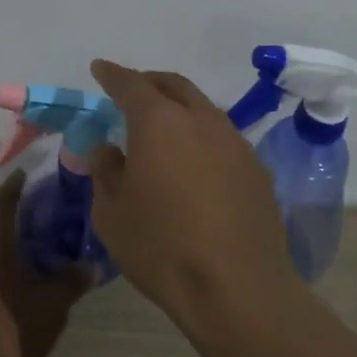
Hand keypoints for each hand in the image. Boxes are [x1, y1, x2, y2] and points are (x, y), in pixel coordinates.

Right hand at [88, 59, 295, 319]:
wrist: (237, 288)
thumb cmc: (162, 248)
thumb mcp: (112, 212)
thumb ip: (106, 170)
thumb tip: (108, 148)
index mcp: (160, 122)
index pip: (131, 84)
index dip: (112, 75)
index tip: (99, 69)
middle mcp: (202, 120)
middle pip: (174, 85)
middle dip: (149, 82)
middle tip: (130, 91)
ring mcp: (235, 142)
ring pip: (202, 108)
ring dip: (179, 108)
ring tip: (161, 127)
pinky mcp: (256, 168)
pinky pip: (221, 137)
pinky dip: (200, 134)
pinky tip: (192, 161)